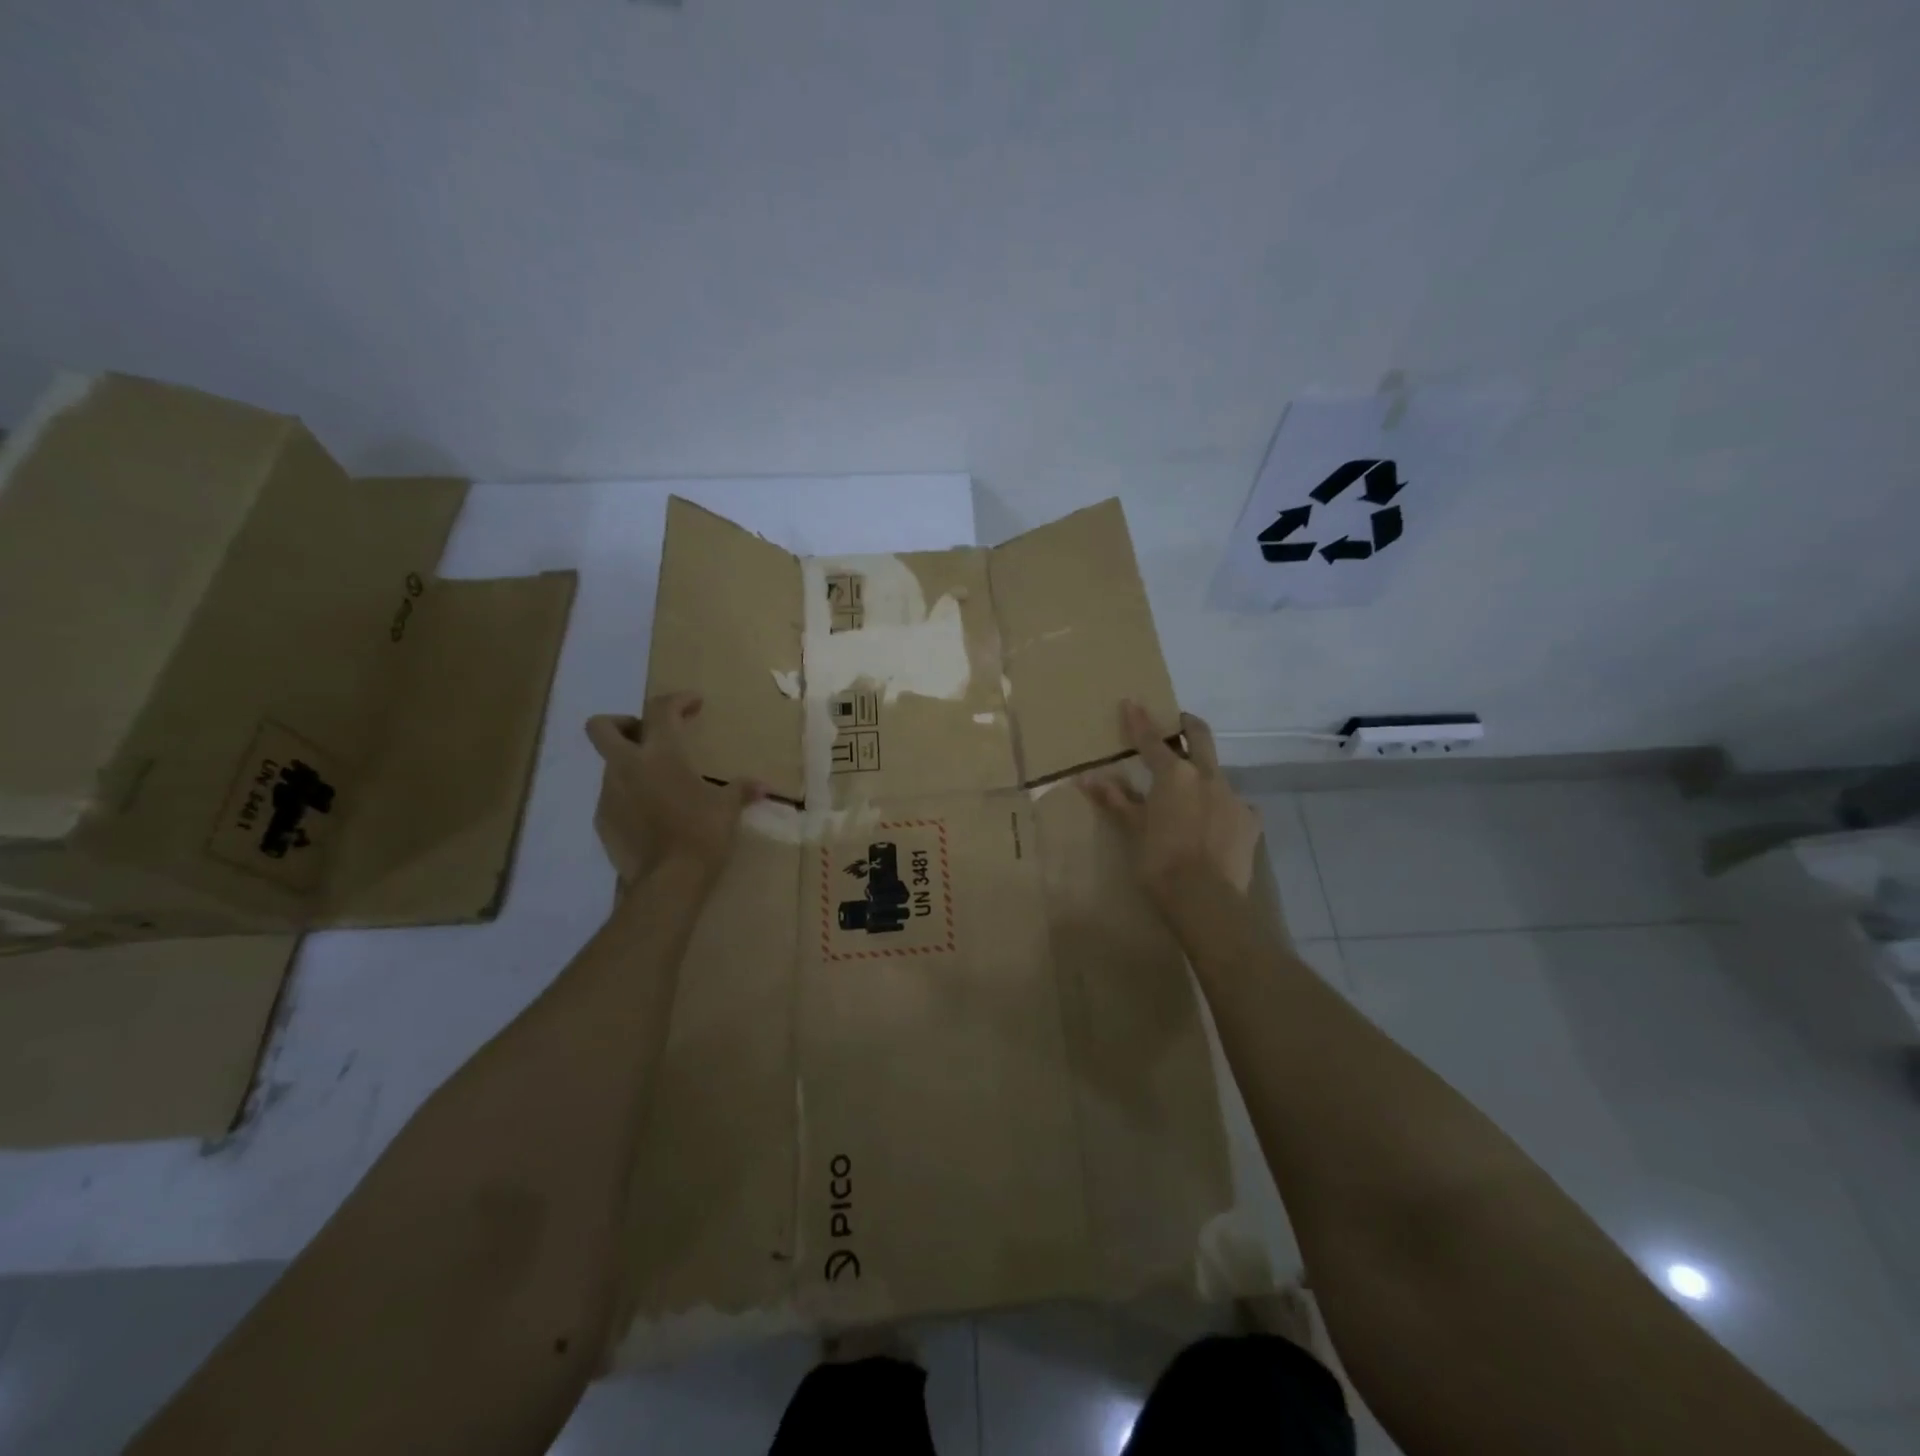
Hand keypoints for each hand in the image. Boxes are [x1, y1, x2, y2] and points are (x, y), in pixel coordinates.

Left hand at [586, 694, 762, 887]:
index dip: (677, 700)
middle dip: (622, 724)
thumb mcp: (727, 809)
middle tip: (649, 736)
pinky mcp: (602, 821)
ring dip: (631, 766)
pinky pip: (613, 797)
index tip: (694, 703)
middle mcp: (628, 766)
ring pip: (611, 765)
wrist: (668, 881)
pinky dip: (629, 797)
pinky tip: (652, 815)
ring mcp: (609, 794)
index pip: (660, 709)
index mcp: (661, 754)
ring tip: (660, 785)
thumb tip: (762, 786)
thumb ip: (741, 790)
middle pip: (602, 727)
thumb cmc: (702, 833)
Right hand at [1080, 701, 1260, 908]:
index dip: (1139, 720)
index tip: (1132, 701)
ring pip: (1217, 773)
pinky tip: (1216, 823)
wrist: (1206, 899)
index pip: (1151, 740)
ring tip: (1193, 791)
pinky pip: (1235, 805)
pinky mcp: (1250, 821)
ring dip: (1204, 773)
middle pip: (1199, 737)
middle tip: (1180, 722)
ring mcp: (1233, 797)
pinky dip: (1222, 807)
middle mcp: (1207, 776)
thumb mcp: (1133, 830)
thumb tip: (1088, 778)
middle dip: (1188, 725)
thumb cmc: (1159, 862)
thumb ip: (1116, 800)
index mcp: (1174, 775)